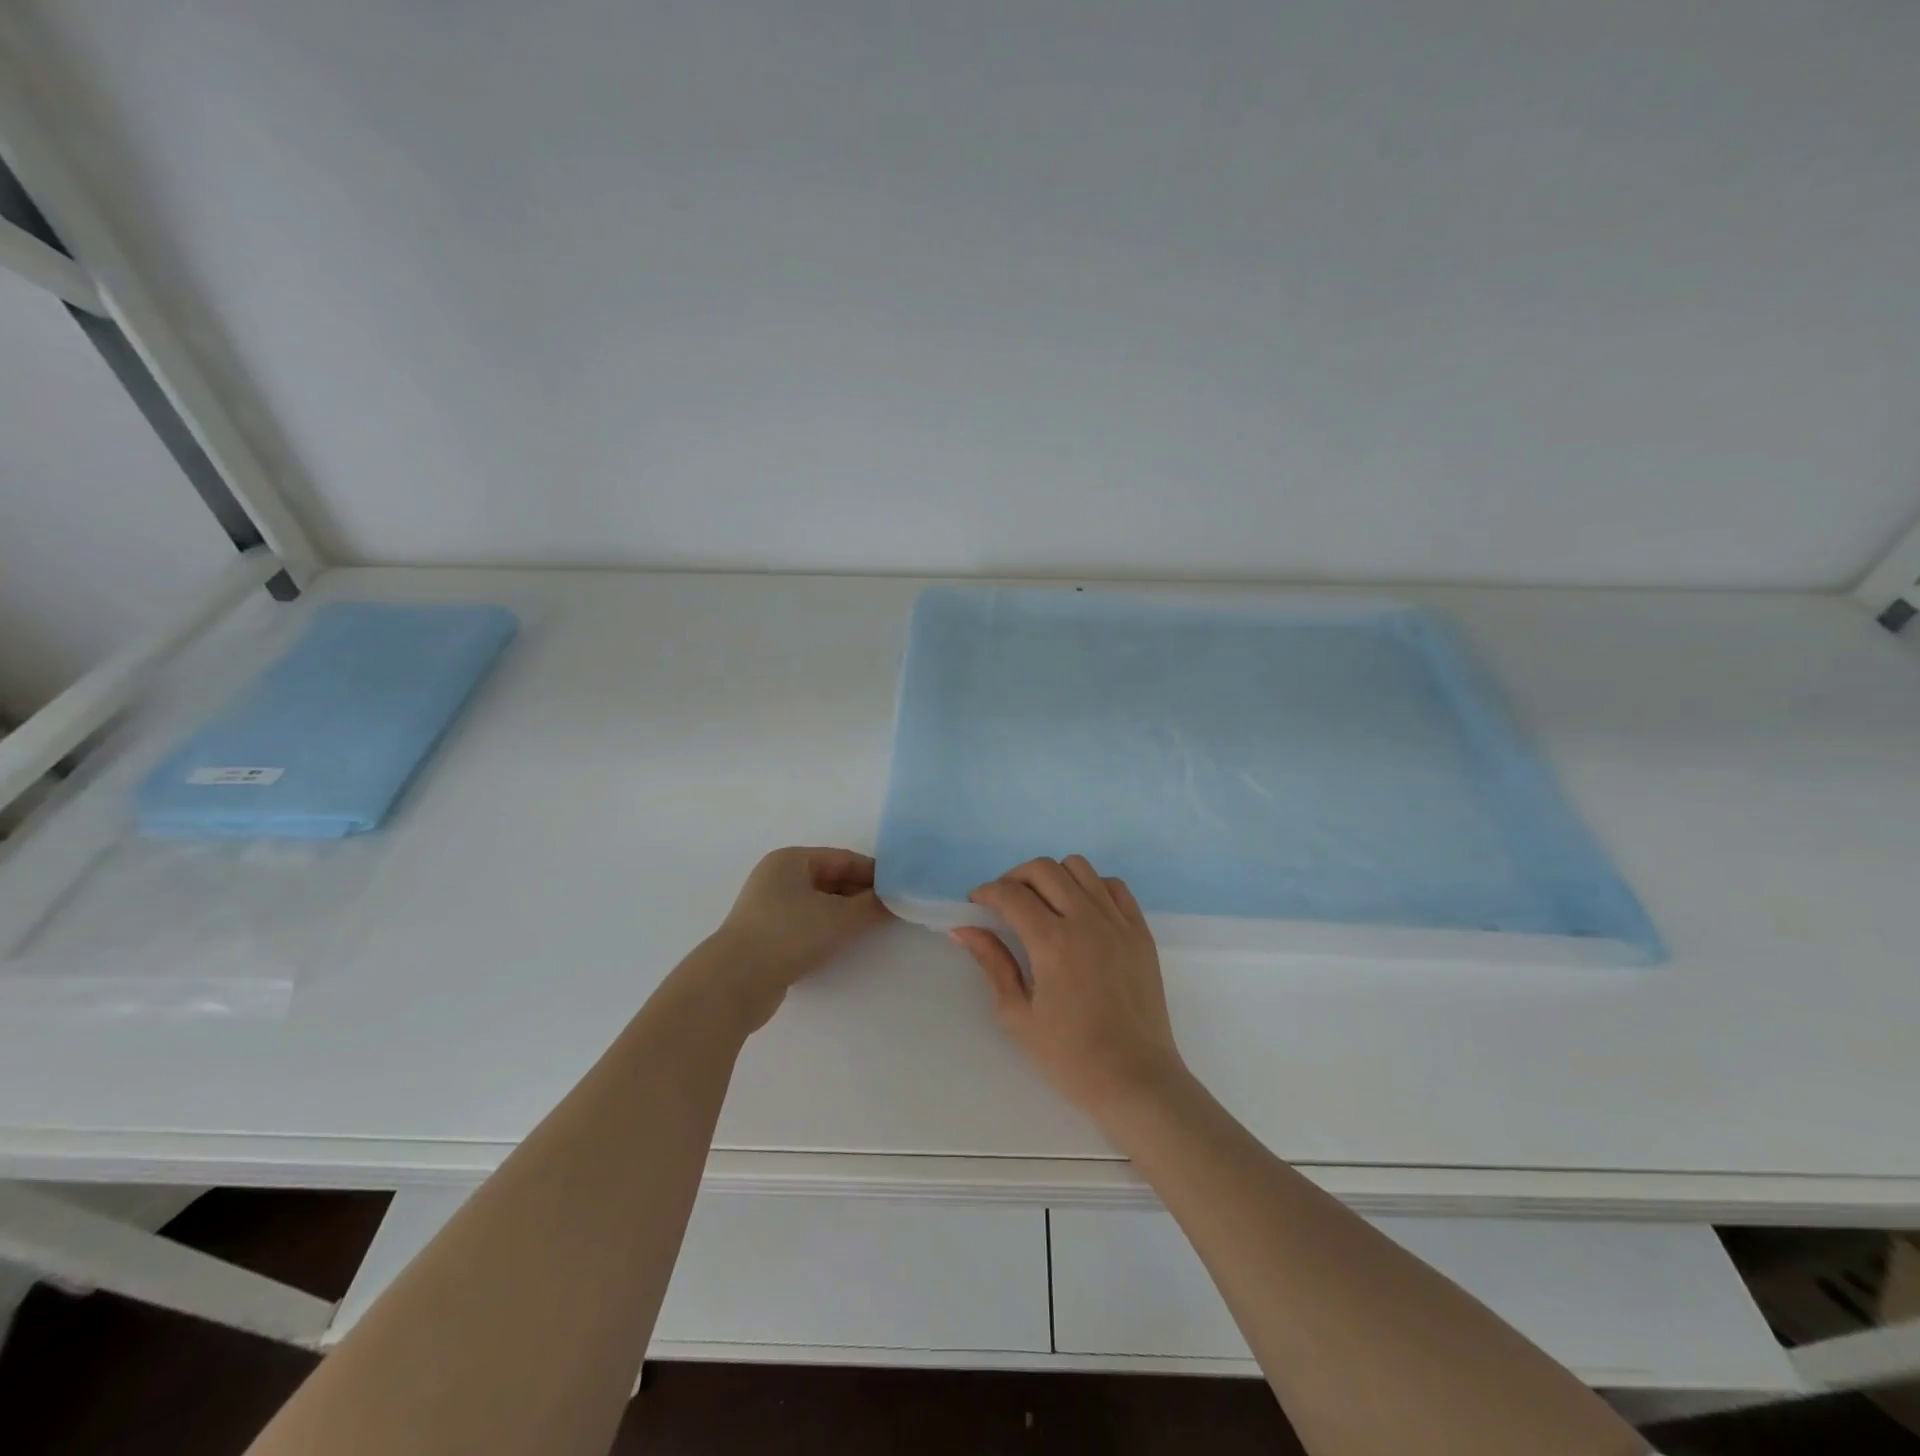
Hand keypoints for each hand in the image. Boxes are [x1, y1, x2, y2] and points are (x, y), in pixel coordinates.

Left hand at [708, 847, 891, 1031]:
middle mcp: (777, 878)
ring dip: (845, 915)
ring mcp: (769, 909)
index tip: (900, 890)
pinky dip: (827, 932)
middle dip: (861, 895)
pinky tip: (843, 946)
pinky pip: (806, 926)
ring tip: (872, 930)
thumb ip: (871, 906)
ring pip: (819, 905)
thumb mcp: (838, 918)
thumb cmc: (788, 935)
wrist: (734, 983)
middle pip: (831, 880)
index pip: (843, 859)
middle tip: (892, 911)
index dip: (873, 874)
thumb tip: (895, 900)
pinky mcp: (767, 938)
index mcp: (791, 860)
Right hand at [951, 855, 1187, 1120]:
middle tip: (1004, 902)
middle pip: (1043, 869)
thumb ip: (992, 964)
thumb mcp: (1017, 1015)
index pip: (1011, 894)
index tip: (976, 903)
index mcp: (1052, 942)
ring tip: (1043, 903)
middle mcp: (1086, 919)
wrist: (1134, 1079)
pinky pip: (1113, 886)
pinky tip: (1081, 911)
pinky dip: (1091, 886)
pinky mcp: (1140, 930)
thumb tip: (964, 929)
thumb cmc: (1069, 1056)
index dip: (986, 892)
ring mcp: (1118, 921)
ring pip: (1079, 867)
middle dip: (1014, 877)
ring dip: (1053, 876)